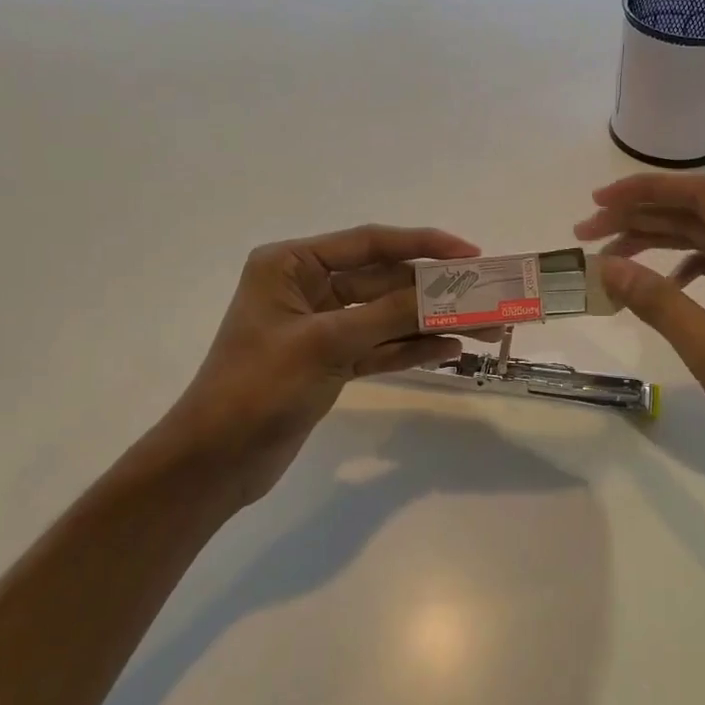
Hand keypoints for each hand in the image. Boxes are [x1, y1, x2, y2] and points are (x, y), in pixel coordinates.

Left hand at [142, 224, 478, 505]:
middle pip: (384, 281)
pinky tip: (451, 350)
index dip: (423, 245)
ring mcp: (321, 327)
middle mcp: (307, 287)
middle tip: (488, 297)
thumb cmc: (258, 388)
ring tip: (485, 328)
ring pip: (387, 316)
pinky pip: (380, 347)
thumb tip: (446, 294)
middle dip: (434, 291)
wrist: (216, 461)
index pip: (369, 243)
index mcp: (291, 264)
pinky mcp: (331, 362)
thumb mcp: (325, 344)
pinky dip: (411, 349)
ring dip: (431, 322)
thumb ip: (388, 315)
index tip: (470, 254)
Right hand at [575, 174, 704, 496]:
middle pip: (703, 214)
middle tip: (587, 235)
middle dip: (643, 219)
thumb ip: (658, 302)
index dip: (644, 193)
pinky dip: (689, 269)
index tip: (596, 203)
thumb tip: (607, 267)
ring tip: (611, 259)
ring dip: (661, 244)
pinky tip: (662, 286)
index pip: (702, 196)